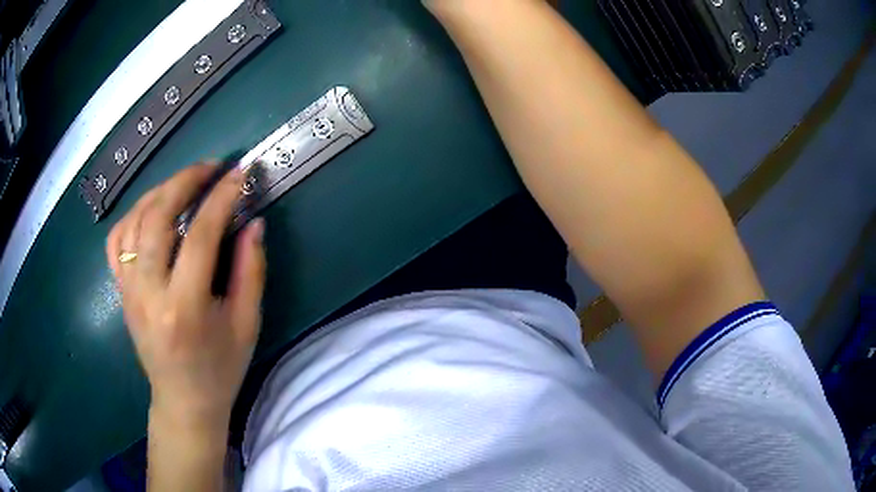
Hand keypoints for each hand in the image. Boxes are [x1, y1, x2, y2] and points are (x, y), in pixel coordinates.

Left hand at [106, 163, 265, 426]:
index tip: (240, 175)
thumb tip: (254, 222)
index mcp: (184, 308)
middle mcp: (148, 293)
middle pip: (157, 217)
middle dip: (185, 181)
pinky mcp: (120, 291)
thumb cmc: (219, 369)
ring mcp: (128, 290)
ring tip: (184, 182)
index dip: (221, 199)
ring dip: (159, 191)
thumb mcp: (246, 325)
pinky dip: (131, 214)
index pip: (200, 236)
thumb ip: (250, 271)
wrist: (183, 401)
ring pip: (133, 221)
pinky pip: (115, 240)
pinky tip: (150, 209)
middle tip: (210, 167)